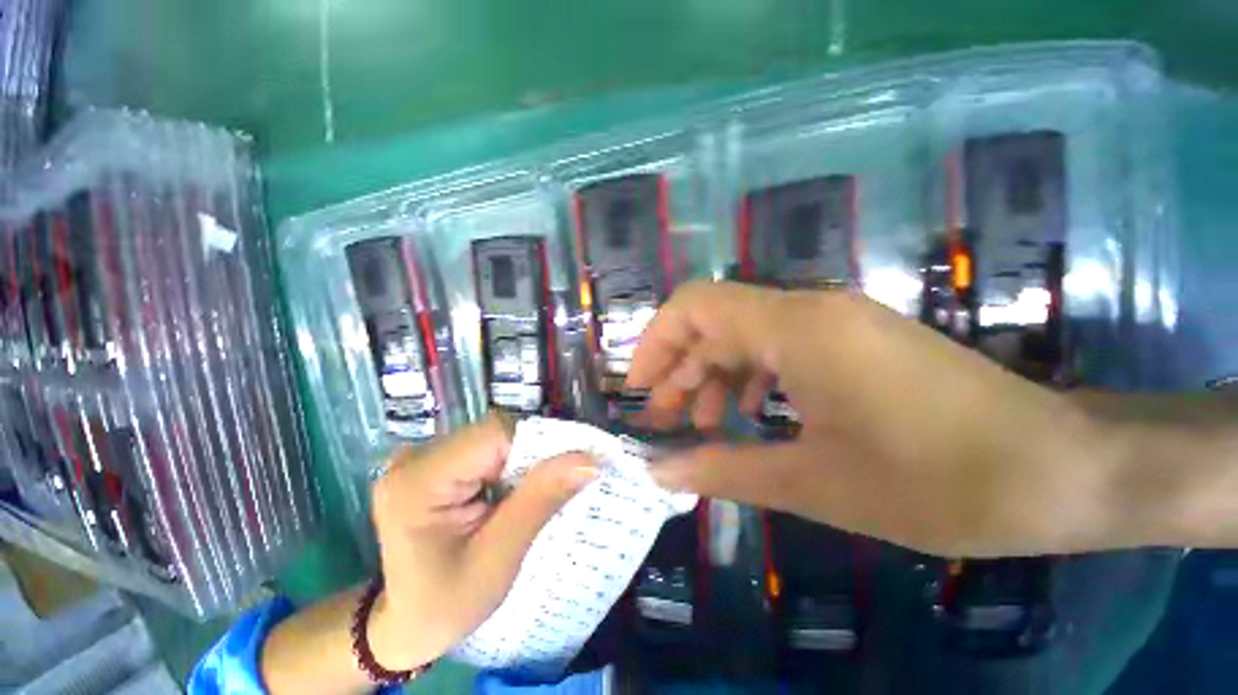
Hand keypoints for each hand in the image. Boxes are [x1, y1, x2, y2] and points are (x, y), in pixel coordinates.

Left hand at [367, 416, 596, 668]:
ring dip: (522, 463)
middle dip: (532, 458)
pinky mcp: (434, 464)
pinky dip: (509, 467)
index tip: (567, 473)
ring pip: (495, 439)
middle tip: (554, 491)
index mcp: (418, 481)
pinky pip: (485, 450)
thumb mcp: (499, 559)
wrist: (402, 625)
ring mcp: (422, 458)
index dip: (538, 446)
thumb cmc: (445, 605)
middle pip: (495, 433)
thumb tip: (589, 459)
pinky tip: (512, 494)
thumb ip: (541, 501)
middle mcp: (415, 457)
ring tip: (532, 498)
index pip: (494, 434)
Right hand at [627, 281, 1116, 557]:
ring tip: (700, 424)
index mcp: (795, 327)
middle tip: (664, 420)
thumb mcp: (814, 484)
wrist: (1063, 470)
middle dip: (678, 368)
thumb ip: (724, 470)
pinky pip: (777, 346)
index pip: (694, 306)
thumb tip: (660, 471)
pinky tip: (749, 417)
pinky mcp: (852, 340)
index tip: (638, 389)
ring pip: (743, 334)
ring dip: (712, 375)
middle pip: (713, 320)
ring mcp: (834, 321)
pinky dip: (748, 377)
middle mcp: (809, 308)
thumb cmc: (940, 482)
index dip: (655, 343)